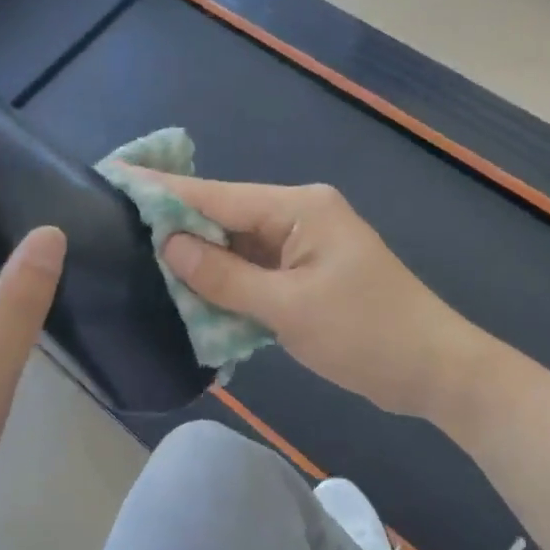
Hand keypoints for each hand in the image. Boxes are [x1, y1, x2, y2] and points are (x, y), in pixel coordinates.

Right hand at [147, 175, 491, 420]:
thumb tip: (169, 244)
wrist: (434, 370)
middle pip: (226, 218)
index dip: (164, 191)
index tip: (115, 178)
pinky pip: (256, 273)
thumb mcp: (289, 308)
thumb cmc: (367, 333)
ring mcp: (305, 247)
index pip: (217, 195)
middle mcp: (300, 216)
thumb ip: (225, 277)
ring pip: (239, 248)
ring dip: (203, 264)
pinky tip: (194, 296)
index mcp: (299, 208)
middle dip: (179, 230)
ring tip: (145, 266)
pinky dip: (228, 286)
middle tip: (119, 233)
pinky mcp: (308, 276)